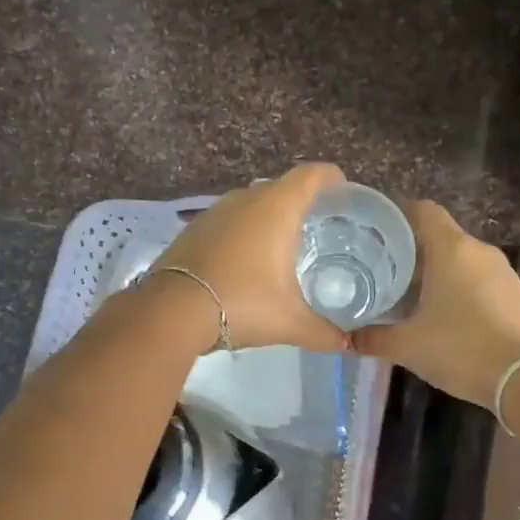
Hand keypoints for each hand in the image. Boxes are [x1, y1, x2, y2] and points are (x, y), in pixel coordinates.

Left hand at [149, 163, 349, 352]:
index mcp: (277, 209)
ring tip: (285, 242)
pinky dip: (244, 230)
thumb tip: (346, 344)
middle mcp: (246, 200)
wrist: (172, 311)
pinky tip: (248, 258)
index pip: (311, 175)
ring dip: (270, 215)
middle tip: (320, 224)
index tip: (343, 189)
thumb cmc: (242, 304)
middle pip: (282, 186)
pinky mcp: (195, 229)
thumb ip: (323, 332)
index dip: (331, 177)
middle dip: (302, 200)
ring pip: (252, 202)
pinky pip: (230, 220)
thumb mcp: (290, 323)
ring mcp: (216, 212)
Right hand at [352, 201, 519, 406]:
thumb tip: (347, 337)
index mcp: (452, 249)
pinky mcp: (516, 294)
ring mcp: (503, 272)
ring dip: (438, 272)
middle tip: (384, 273)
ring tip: (412, 297)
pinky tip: (446, 315)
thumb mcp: (407, 346)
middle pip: (441, 237)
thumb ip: (373, 338)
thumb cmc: (459, 350)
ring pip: (462, 260)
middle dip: (413, 252)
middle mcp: (480, 251)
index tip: (376, 235)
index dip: (398, 216)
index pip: (423, 211)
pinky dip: (460, 288)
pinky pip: (480, 280)